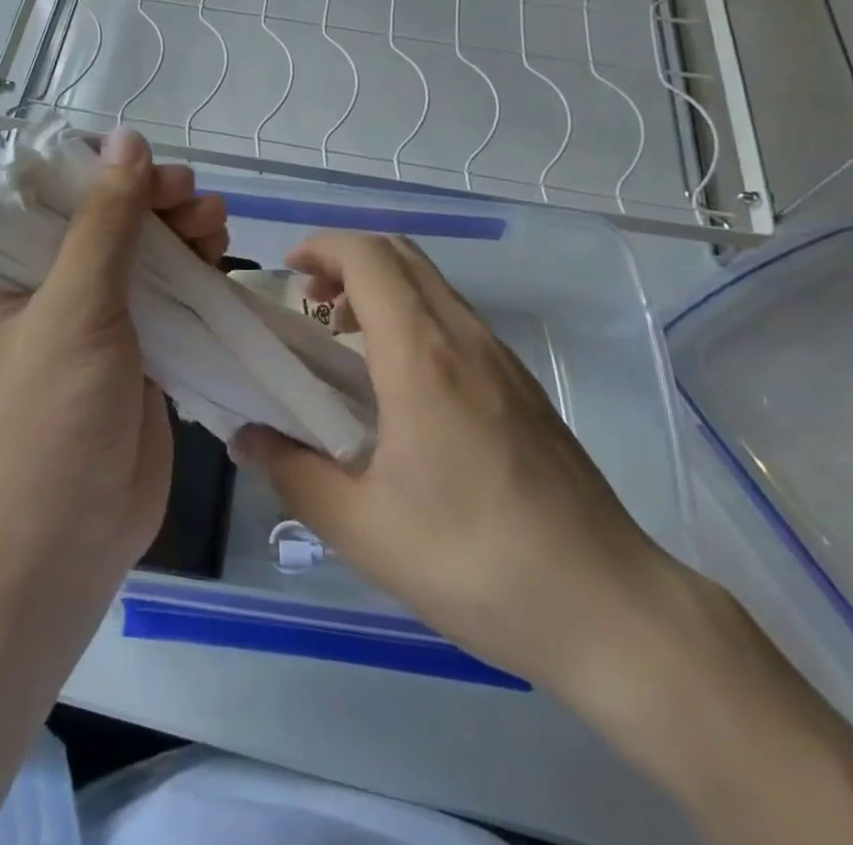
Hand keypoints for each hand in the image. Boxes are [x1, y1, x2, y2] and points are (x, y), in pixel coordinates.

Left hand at [0, 129, 227, 590]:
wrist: (69, 543)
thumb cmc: (51, 421)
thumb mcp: (75, 310)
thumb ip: (105, 222)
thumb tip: (127, 139)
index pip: (39, 193)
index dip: (94, 169)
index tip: (144, 165)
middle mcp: (34, 288)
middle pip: (97, 217)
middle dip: (149, 199)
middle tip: (191, 196)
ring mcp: (86, 318)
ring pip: (136, 249)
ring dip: (177, 228)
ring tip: (215, 224)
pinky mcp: (129, 345)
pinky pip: (161, 287)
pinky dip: (190, 266)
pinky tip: (219, 253)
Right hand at [234, 232, 686, 692]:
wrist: (606, 604)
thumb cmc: (475, 560)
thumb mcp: (364, 528)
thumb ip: (294, 474)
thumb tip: (245, 439)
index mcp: (422, 356)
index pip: (369, 258)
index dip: (322, 247)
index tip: (288, 272)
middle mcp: (464, 338)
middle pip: (401, 255)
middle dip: (347, 258)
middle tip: (310, 298)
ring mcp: (500, 357)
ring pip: (432, 283)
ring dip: (381, 286)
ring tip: (344, 337)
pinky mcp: (521, 384)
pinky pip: (455, 317)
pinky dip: (412, 314)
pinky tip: (399, 379)